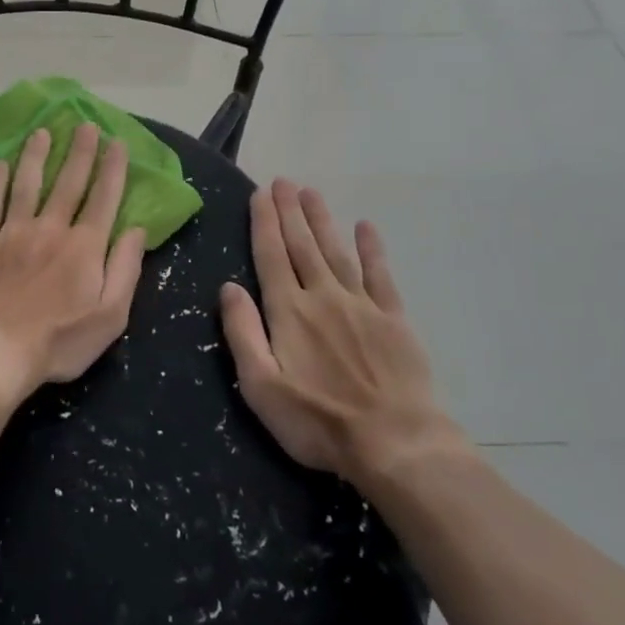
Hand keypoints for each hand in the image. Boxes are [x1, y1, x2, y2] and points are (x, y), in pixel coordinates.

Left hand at [0, 123, 146, 405]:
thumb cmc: (58, 342)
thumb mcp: (110, 317)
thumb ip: (125, 269)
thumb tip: (136, 229)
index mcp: (84, 246)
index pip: (103, 198)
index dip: (112, 168)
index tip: (117, 142)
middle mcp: (50, 228)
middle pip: (68, 182)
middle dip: (80, 151)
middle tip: (85, 124)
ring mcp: (13, 232)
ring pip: (27, 184)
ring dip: (36, 156)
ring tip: (41, 132)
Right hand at [220, 180, 473, 500]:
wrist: (395, 443)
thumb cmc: (318, 422)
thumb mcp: (261, 386)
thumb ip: (243, 332)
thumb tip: (228, 287)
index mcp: (288, 311)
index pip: (271, 256)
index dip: (265, 223)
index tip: (260, 193)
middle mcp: (323, 296)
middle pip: (302, 245)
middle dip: (290, 211)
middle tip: (283, 181)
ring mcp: (361, 305)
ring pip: (336, 251)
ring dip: (322, 220)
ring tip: (311, 192)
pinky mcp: (394, 319)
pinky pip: (380, 275)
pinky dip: (372, 249)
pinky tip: (365, 226)